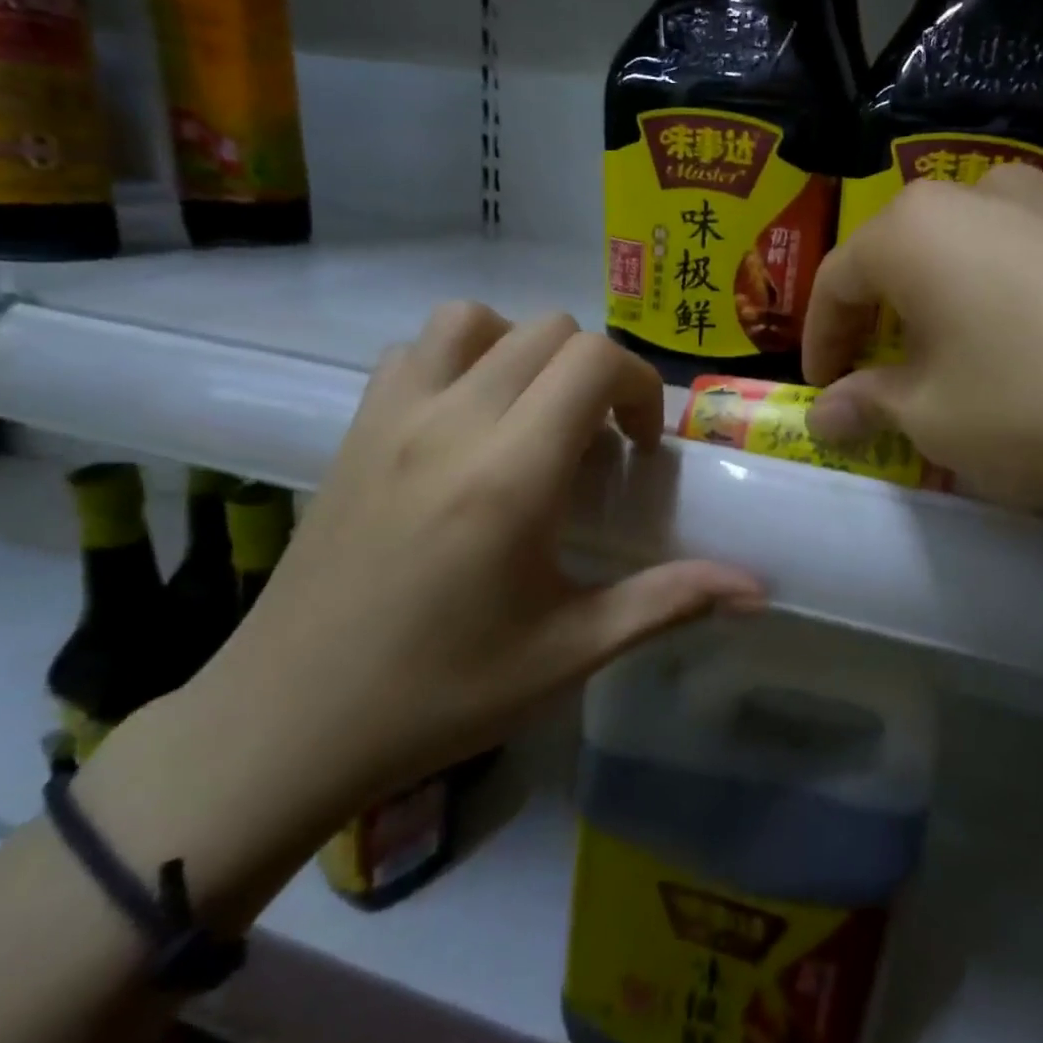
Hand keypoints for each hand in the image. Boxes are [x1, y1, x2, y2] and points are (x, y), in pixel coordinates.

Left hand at [197, 305, 763, 818]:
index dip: (639, 388)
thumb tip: (756, 589)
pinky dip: (459, 358)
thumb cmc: (439, 694)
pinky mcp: (353, 429)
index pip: (595, 362)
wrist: (286, 722)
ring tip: (534, 416)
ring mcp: (391, 417)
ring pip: (475, 320)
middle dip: (596, 372)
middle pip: (549, 330)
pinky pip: (414, 349)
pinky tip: (466, 423)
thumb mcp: (568, 653)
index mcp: (510, 474)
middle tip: (599, 443)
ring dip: (524, 350)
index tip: (640, 449)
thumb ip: (667, 602)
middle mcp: (451, 422)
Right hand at [802, 166, 1042, 528]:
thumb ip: (869, 407)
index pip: (837, 280)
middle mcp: (988, 192)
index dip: (819, 342)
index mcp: (920, 227)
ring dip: (954, 315)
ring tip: (973, 375)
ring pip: (978, 259)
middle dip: (886, 327)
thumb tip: (824, 413)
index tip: (820, 391)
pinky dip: (1019, 308)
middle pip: (908, 262)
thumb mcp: (936, 422)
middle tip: (891, 387)